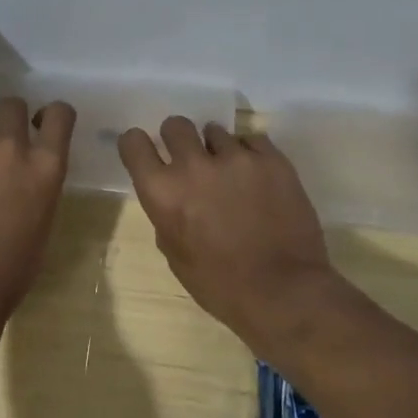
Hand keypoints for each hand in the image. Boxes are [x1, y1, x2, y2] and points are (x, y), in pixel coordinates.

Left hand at [0, 98, 76, 322]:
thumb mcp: (43, 224)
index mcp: (46, 167)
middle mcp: (11, 148)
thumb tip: (27, 182)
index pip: (60, 114)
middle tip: (5, 138)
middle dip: (10, 116)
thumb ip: (38, 189)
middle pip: (12, 105)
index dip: (54, 115)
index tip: (45, 124)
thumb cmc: (13, 270)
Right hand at [117, 117, 342, 344]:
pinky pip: (252, 140)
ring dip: (217, 149)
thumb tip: (173, 196)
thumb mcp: (175, 255)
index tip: (147, 153)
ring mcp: (236, 158)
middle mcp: (194, 166)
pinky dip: (250, 155)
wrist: (283, 292)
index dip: (138, 145)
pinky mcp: (272, 159)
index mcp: (163, 192)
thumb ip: (166, 215)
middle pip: (175, 125)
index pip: (133, 142)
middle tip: (191, 160)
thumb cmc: (220, 285)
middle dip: (179, 139)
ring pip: (215, 131)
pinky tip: (257, 178)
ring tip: (231, 174)